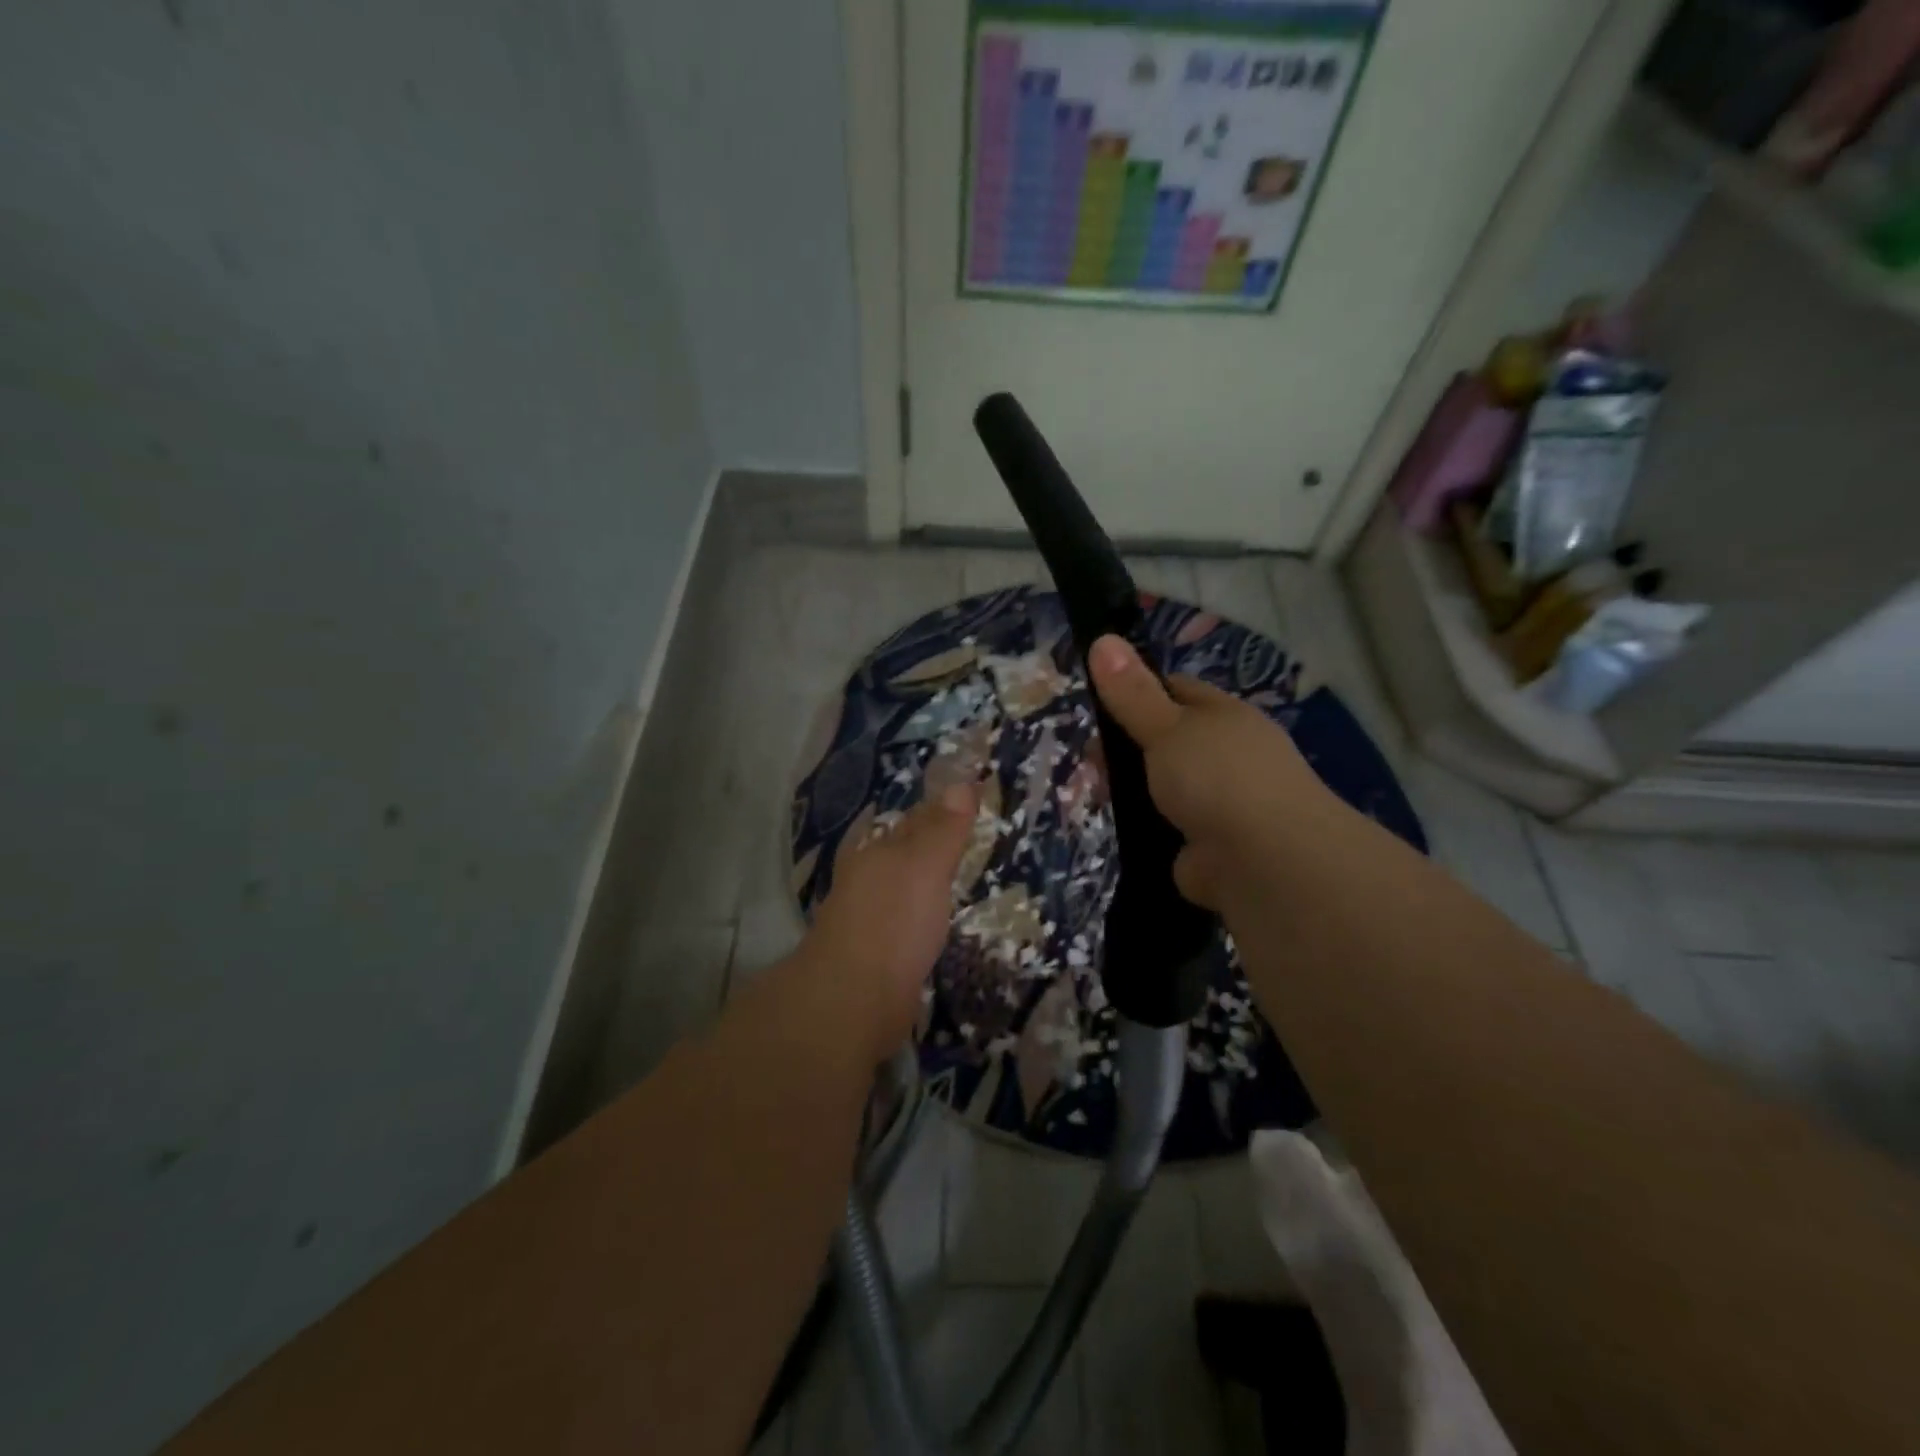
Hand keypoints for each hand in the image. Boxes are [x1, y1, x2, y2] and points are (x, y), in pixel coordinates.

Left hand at [796, 783, 979, 1063]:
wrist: (853, 1000)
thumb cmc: (892, 922)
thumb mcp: (924, 866)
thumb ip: (943, 829)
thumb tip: (963, 782)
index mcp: (877, 854)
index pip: (912, 820)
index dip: (938, 810)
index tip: (965, 802)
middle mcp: (868, 881)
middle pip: (902, 854)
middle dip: (927, 844)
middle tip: (964, 838)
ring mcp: (868, 921)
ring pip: (901, 890)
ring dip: (923, 883)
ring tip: (953, 879)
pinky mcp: (876, 958)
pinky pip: (903, 926)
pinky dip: (920, 919)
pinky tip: (933, 925)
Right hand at [1088, 634, 1339, 916]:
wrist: (1266, 862)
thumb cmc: (1217, 777)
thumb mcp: (1166, 727)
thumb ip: (1132, 692)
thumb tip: (1102, 639)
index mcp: (1225, 716)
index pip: (1177, 691)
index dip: (1137, 691)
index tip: (1099, 705)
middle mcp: (1229, 755)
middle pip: (1168, 741)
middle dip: (1128, 750)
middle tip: (1091, 762)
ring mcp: (1223, 803)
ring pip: (1165, 787)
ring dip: (1135, 792)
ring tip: (1097, 795)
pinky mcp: (1211, 847)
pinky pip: (1170, 830)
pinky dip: (1149, 831)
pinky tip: (1123, 831)